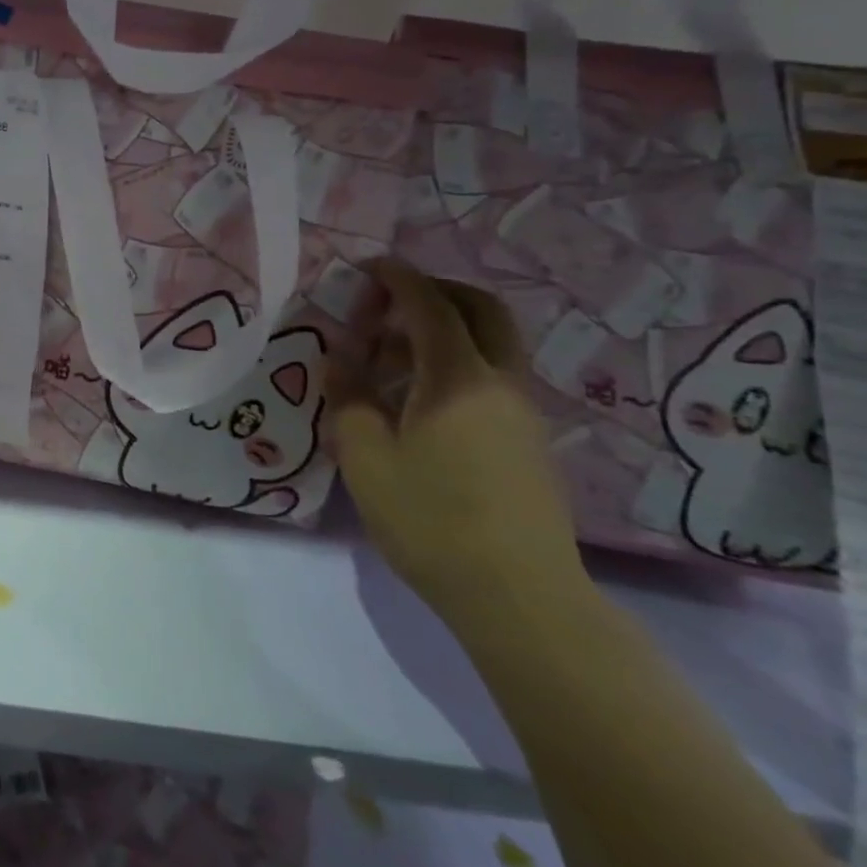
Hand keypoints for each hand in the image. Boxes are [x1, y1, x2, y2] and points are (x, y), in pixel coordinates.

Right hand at [331, 260, 589, 637]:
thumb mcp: (365, 457)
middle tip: (387, 305)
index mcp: (458, 378)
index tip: (367, 267)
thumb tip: (339, 359)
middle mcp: (500, 383)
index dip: (398, 278)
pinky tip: (416, 403)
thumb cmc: (431, 521)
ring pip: (489, 345)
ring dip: (441, 332)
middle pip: (481, 310)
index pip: (430, 305)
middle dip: (434, 292)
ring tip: (387, 362)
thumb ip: (347, 397)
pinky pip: (491, 377)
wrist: (520, 599)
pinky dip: (454, 365)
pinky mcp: (528, 442)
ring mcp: (522, 413)